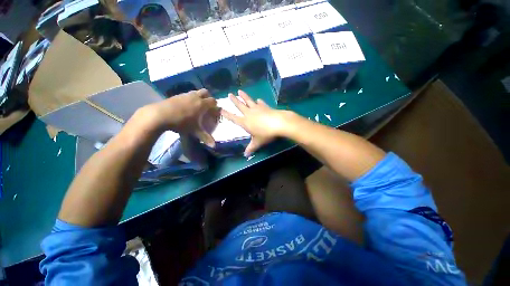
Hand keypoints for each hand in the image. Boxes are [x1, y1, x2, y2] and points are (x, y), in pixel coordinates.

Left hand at [140, 89, 218, 146]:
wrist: (162, 114)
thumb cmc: (181, 123)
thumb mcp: (193, 131)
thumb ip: (204, 137)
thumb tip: (213, 146)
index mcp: (202, 104)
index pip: (213, 101)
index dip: (215, 105)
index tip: (214, 111)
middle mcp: (195, 97)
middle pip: (205, 92)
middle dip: (207, 97)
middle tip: (205, 106)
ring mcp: (186, 94)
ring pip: (195, 92)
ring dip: (197, 97)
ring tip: (194, 106)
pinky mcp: (177, 95)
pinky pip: (186, 94)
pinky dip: (188, 99)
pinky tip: (183, 106)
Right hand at [221, 90, 290, 156]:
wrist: (279, 123)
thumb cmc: (266, 134)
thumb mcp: (258, 142)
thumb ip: (251, 147)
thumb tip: (245, 155)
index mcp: (245, 122)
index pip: (233, 118)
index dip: (226, 114)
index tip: (220, 109)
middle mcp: (249, 113)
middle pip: (240, 106)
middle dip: (234, 100)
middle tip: (229, 94)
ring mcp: (257, 109)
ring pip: (249, 101)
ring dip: (244, 96)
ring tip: (240, 91)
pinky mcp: (266, 107)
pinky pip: (260, 103)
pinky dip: (259, 101)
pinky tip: (258, 99)